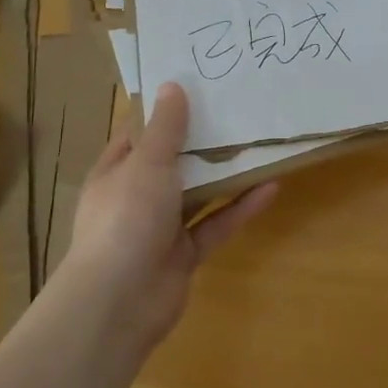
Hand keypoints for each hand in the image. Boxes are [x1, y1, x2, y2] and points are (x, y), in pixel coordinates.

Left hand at [62, 82, 278, 350]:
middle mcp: (136, 197)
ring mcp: (161, 227)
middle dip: (202, 141)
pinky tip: (270, 187)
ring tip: (259, 145)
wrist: (119, 302)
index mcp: (116, 172)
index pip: (138, 134)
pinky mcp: (185, 254)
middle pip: (173, 162)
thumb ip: (165, 128)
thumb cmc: (126, 218)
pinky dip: (240, 208)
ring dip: (225, 174)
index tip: (196, 86)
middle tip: (238, 110)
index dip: (163, 111)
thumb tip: (173, 85)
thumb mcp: (146, 163)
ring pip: (198, 194)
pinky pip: (216, 224)